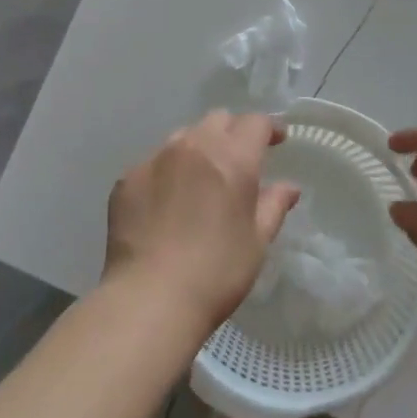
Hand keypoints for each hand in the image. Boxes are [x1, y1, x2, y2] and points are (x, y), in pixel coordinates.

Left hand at [104, 111, 299, 332]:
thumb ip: (273, 206)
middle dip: (233, 132)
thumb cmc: (216, 273)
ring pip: (183, 136)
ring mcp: (155, 159)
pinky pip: (154, 163)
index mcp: (232, 158)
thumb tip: (289, 187)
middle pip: (218, 120)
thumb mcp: (257, 242)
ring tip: (200, 179)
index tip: (278, 141)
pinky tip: (167, 203)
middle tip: (239, 160)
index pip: (255, 123)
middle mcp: (192, 146)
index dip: (270, 129)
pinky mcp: (127, 178)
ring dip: (198, 148)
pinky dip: (167, 173)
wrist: (149, 298)